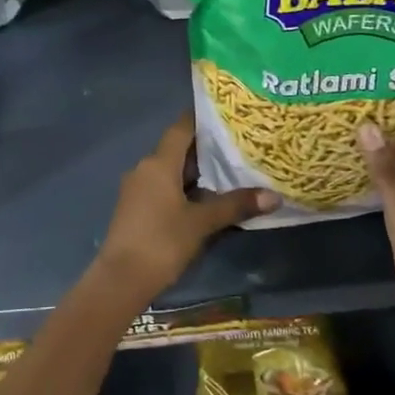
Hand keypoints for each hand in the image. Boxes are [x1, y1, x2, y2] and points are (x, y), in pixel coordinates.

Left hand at [93, 114, 278, 306]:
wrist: (121, 279)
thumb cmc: (162, 242)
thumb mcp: (202, 223)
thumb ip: (235, 205)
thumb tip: (273, 196)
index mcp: (158, 163)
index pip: (181, 128)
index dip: (202, 119)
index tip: (227, 115)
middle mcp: (145, 168)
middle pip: (177, 149)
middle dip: (206, 148)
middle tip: (239, 145)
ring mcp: (137, 189)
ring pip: (171, 170)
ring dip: (196, 172)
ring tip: (230, 171)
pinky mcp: (136, 208)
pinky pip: (163, 187)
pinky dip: (184, 188)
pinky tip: (206, 199)